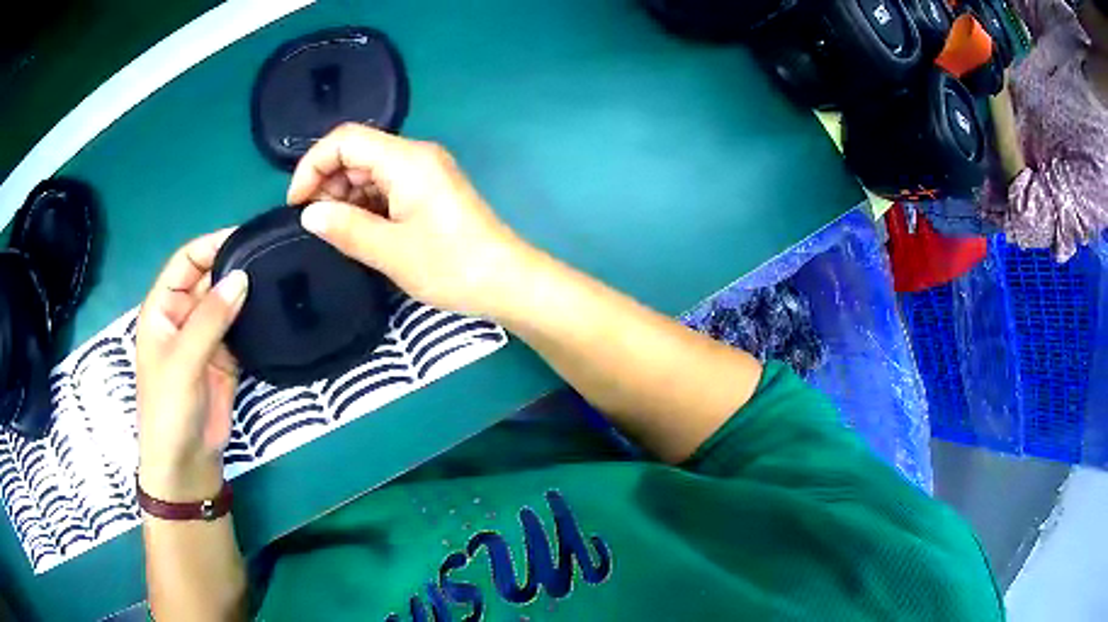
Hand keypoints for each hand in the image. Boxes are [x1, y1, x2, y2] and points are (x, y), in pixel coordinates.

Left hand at [136, 231, 248, 501]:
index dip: (211, 245)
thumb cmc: (169, 409)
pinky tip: (275, 311)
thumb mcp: (183, 361)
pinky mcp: (226, 359)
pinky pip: (241, 329)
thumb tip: (242, 277)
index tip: (246, 237)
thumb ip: (210, 318)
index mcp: (163, 307)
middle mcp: (184, 316)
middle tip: (271, 256)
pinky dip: (255, 320)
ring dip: (247, 293)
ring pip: (227, 302)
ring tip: (279, 277)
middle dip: (234, 266)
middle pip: (209, 278)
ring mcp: (206, 338)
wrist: (186, 463)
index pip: (186, 261)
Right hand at [288, 123, 527, 316]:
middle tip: (317, 224)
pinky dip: (365, 204)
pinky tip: (359, 230)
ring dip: (345, 196)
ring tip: (338, 232)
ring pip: (369, 170)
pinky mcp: (429, 190)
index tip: (296, 203)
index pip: (346, 140)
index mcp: (407, 160)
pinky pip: (386, 186)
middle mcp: (415, 156)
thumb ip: (346, 228)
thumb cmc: (451, 266)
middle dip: (327, 183)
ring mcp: (424, 172)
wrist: (506, 281)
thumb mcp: (390, 251)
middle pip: (356, 152)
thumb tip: (309, 214)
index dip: (313, 165)